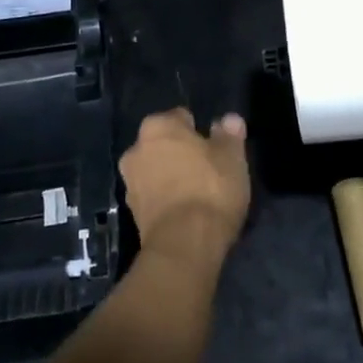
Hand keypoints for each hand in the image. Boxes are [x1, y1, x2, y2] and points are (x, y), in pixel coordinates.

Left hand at [119, 109, 250, 266]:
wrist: (184, 245)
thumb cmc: (210, 189)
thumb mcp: (232, 158)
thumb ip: (229, 134)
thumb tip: (228, 119)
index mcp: (158, 126)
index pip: (181, 117)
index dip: (200, 132)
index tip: (215, 149)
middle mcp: (136, 148)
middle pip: (165, 144)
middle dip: (181, 153)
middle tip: (207, 171)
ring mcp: (130, 182)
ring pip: (156, 170)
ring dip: (171, 177)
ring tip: (198, 195)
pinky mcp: (131, 213)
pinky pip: (153, 196)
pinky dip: (165, 200)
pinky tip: (185, 213)